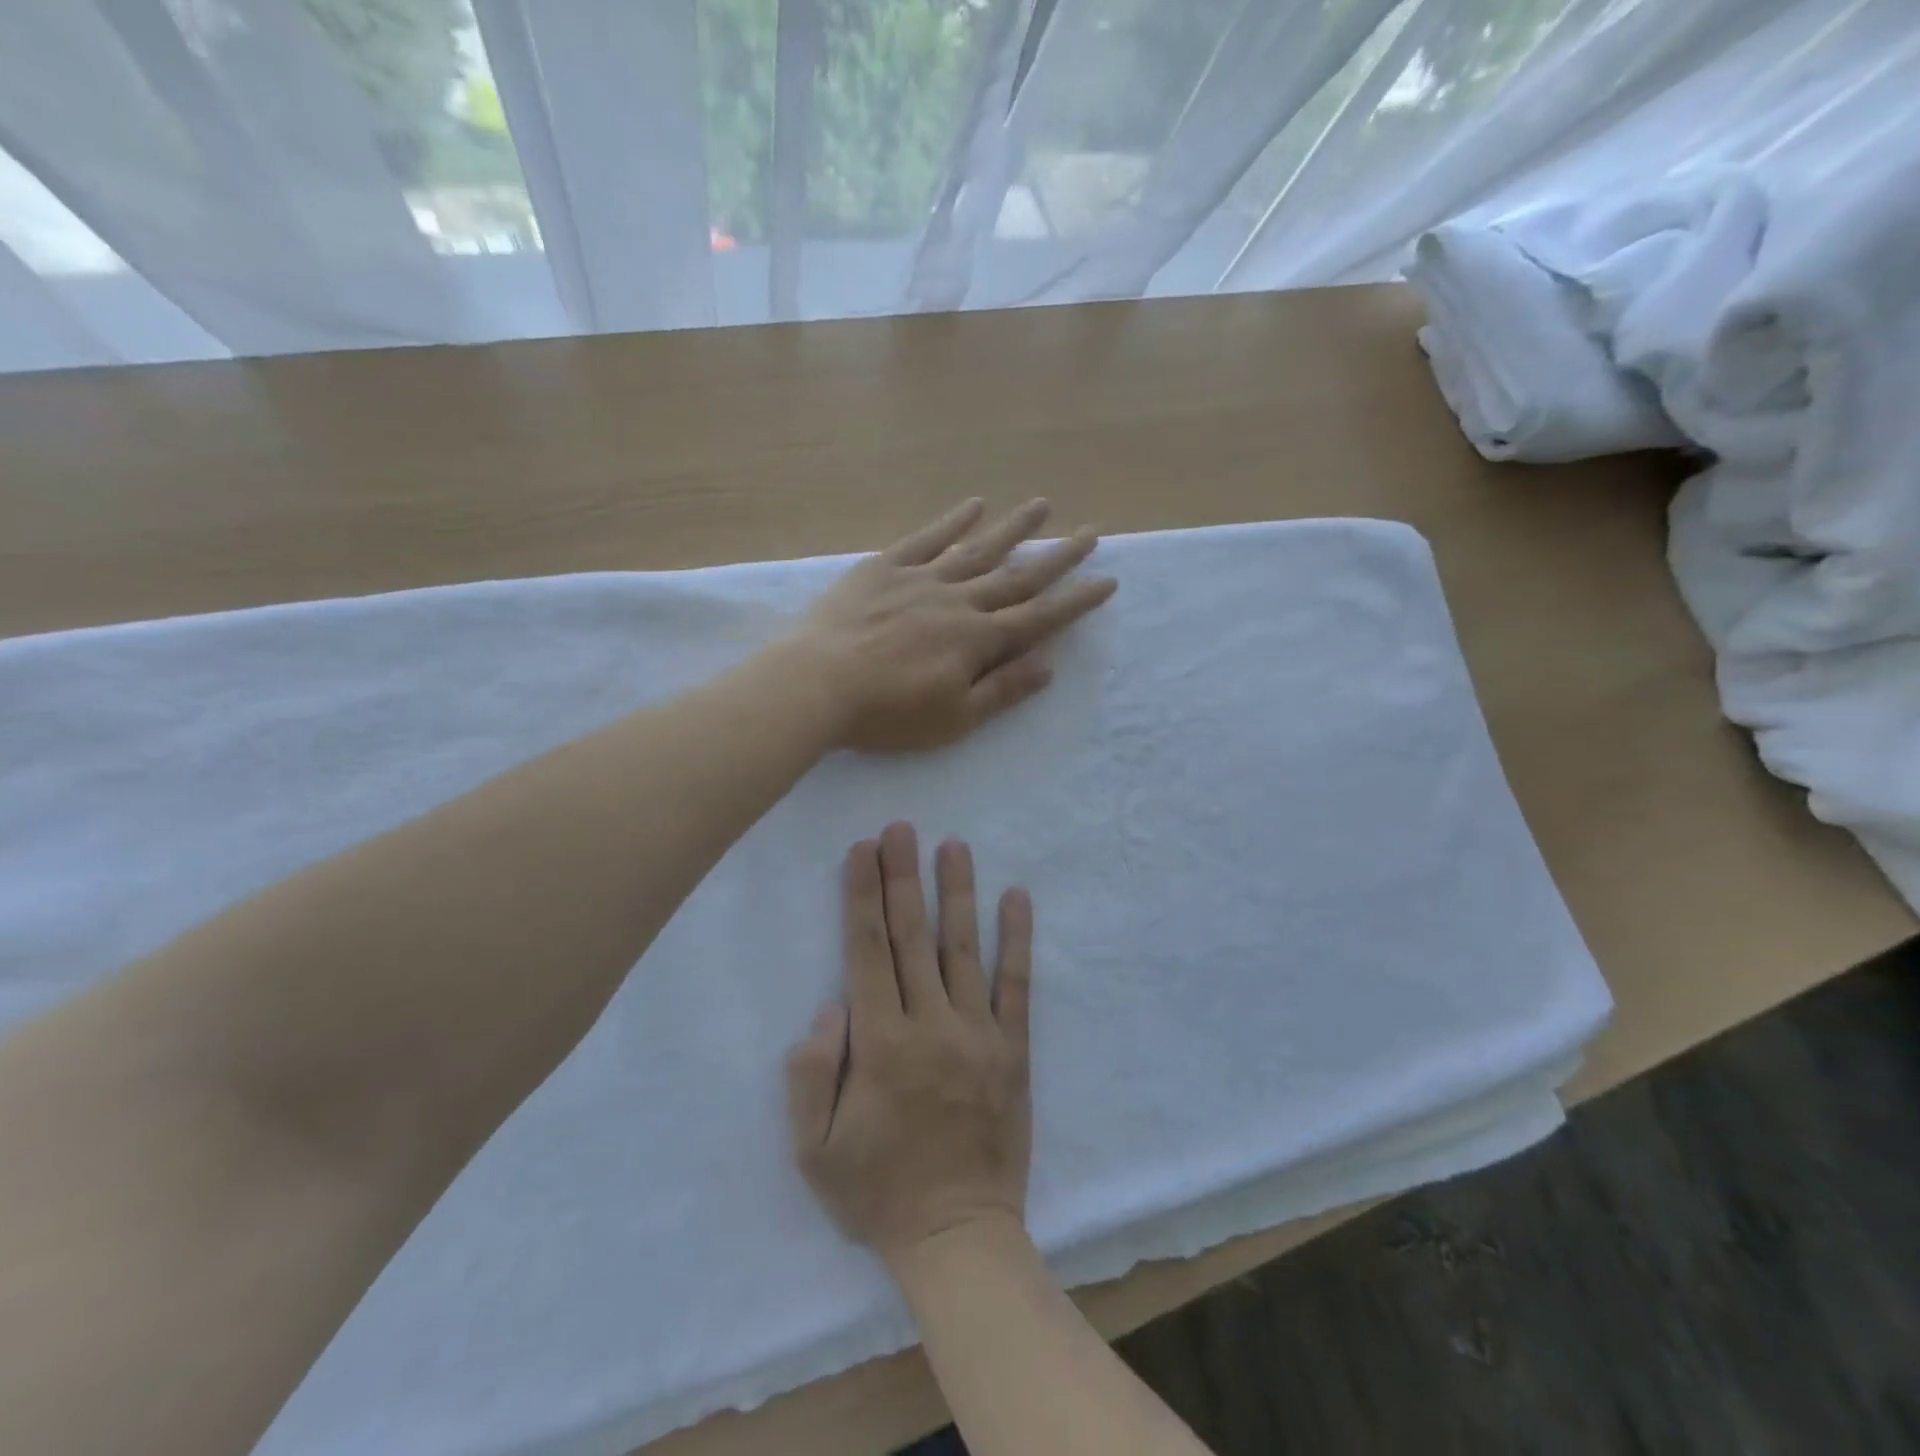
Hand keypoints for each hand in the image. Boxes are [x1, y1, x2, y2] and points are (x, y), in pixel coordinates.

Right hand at [787, 823, 1032, 1264]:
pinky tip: (1017, 897)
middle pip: (912, 937)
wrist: (959, 1236)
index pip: (867, 952)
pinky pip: (1016, 984)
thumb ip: (810, 1074)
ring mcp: (979, 1034)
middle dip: (902, 877)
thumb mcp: (814, 1150)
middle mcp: (931, 1025)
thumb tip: (830, 1005)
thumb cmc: (878, 1192)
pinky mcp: (1014, 1048)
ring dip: (957, 892)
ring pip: (964, 949)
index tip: (861, 851)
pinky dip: (1017, 938)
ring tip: (953, 844)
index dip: (862, 897)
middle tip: (900, 828)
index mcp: (880, 1045)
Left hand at [795, 498, 1116, 751]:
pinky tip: (974, 504)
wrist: (816, 683)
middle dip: (1057, 557)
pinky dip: (953, 521)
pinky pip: (927, 538)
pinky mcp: (884, 568)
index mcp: (977, 640)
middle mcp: (958, 601)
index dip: (1075, 601)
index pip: (1038, 618)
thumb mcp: (952, 719)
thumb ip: (1001, 690)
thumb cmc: (886, 713)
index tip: (1107, 580)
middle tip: (1090, 531)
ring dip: (1013, 527)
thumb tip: (1048, 665)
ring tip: (1042, 504)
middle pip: (1017, 576)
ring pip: (978, 548)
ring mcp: (921, 579)